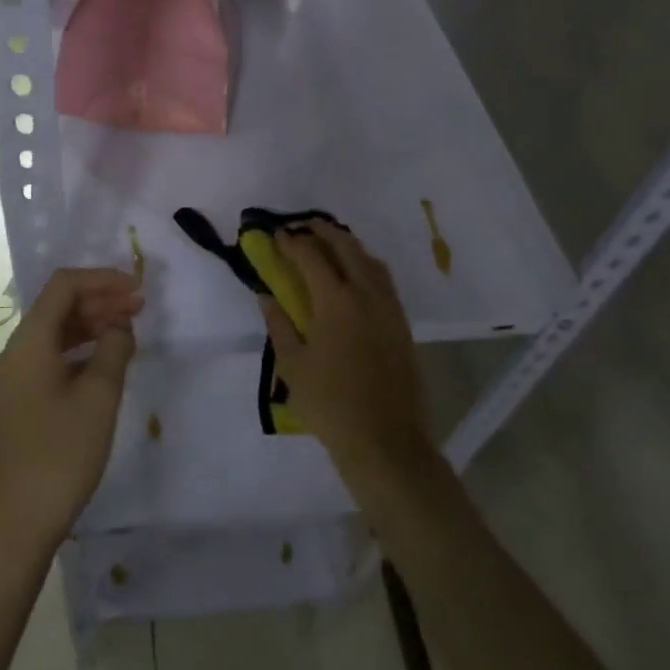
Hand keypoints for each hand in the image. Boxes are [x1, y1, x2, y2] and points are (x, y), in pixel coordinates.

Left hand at [0, 268, 142, 556]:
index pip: (63, 286)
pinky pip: (51, 359)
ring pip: (55, 334)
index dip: (102, 279)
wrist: (13, 527)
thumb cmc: (59, 456)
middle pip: (57, 307)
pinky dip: (80, 351)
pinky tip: (105, 365)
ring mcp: (14, 380)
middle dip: (99, 300)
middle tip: (140, 309)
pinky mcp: (19, 403)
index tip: (138, 290)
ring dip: (91, 325)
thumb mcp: (98, 399)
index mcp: (29, 343)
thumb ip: (113, 350)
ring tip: (128, 332)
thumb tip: (119, 325)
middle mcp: (16, 353)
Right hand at [258, 223, 434, 485]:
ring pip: (370, 261)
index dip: (292, 242)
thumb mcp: (292, 365)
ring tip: (330, 246)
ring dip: (348, 246)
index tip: (277, 235)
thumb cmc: (330, 404)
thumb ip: (279, 324)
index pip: (311, 256)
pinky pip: (384, 281)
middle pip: (346, 247)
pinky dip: (366, 267)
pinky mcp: (402, 325)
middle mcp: (366, 294)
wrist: (385, 441)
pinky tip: (355, 278)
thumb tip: (267, 296)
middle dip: (323, 231)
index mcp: (336, 301)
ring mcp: (389, 308)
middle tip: (303, 227)